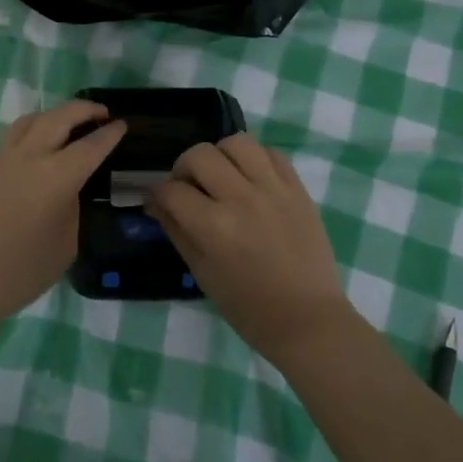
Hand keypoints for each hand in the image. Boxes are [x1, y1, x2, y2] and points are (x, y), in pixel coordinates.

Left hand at [0, 100, 125, 327]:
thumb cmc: (20, 271)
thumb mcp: (65, 244)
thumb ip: (71, 208)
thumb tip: (68, 192)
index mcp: (58, 176)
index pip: (91, 145)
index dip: (110, 134)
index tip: (122, 125)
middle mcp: (30, 156)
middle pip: (60, 117)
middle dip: (84, 110)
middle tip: (101, 113)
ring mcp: (1, 158)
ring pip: (31, 119)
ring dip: (54, 115)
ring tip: (67, 124)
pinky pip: (12, 137)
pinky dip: (32, 131)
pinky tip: (37, 148)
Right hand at [146, 134, 348, 361]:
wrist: (307, 319)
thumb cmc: (248, 307)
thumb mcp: (202, 273)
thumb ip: (176, 230)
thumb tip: (155, 203)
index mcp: (214, 227)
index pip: (172, 191)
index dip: (157, 194)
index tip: (158, 200)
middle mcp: (242, 199)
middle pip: (199, 155)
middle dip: (183, 168)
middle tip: (187, 187)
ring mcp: (273, 190)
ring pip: (237, 142)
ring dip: (220, 155)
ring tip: (221, 175)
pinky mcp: (298, 189)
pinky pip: (271, 153)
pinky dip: (255, 159)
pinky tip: (250, 178)